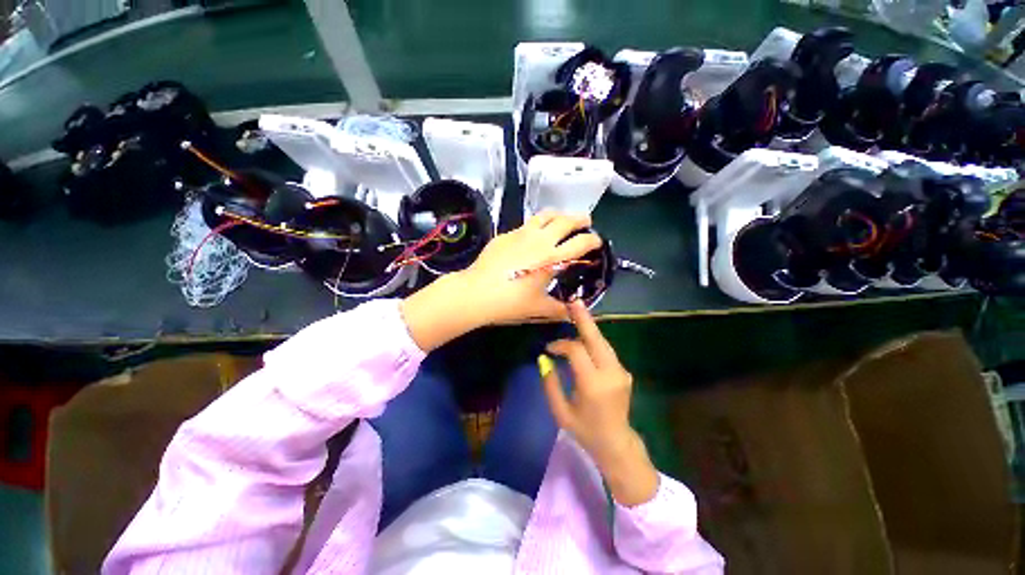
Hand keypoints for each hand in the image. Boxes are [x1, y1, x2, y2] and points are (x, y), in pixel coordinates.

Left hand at [463, 211, 601, 323]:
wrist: (478, 292)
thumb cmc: (511, 302)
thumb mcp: (539, 308)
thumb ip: (560, 310)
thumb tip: (572, 313)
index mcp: (552, 258)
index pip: (581, 243)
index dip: (593, 240)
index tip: (597, 241)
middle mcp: (540, 240)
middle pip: (566, 220)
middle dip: (580, 219)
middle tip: (585, 222)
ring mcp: (521, 234)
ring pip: (545, 215)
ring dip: (558, 214)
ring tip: (561, 219)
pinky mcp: (506, 234)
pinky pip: (525, 225)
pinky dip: (535, 226)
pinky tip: (531, 236)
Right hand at [541, 300, 659, 506]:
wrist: (617, 444)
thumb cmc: (585, 431)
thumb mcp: (561, 412)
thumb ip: (550, 384)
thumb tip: (543, 359)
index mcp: (593, 384)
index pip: (576, 350)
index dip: (561, 344)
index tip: (549, 348)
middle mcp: (610, 373)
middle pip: (596, 338)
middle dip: (584, 319)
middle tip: (573, 302)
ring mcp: (620, 371)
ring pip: (603, 342)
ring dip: (589, 328)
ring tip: (577, 311)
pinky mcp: (624, 372)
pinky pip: (606, 351)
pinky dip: (593, 341)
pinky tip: (584, 336)